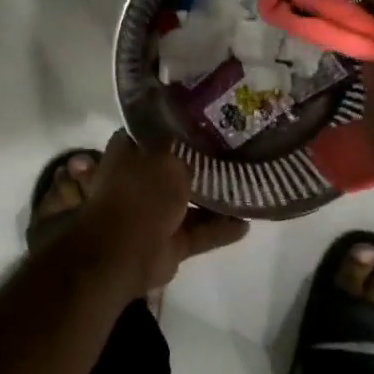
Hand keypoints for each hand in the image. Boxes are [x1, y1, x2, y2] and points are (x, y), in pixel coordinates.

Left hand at [78, 131, 249, 290]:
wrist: (123, 253)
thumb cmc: (140, 193)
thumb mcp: (165, 155)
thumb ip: (184, 147)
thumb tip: (196, 140)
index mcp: (130, 151)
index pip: (158, 129)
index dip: (183, 125)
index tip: (214, 120)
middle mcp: (140, 178)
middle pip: (178, 166)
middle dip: (205, 162)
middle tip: (240, 152)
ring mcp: (154, 212)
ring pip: (191, 201)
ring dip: (217, 198)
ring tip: (250, 186)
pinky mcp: (169, 241)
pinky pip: (200, 231)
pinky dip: (221, 229)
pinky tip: (247, 223)